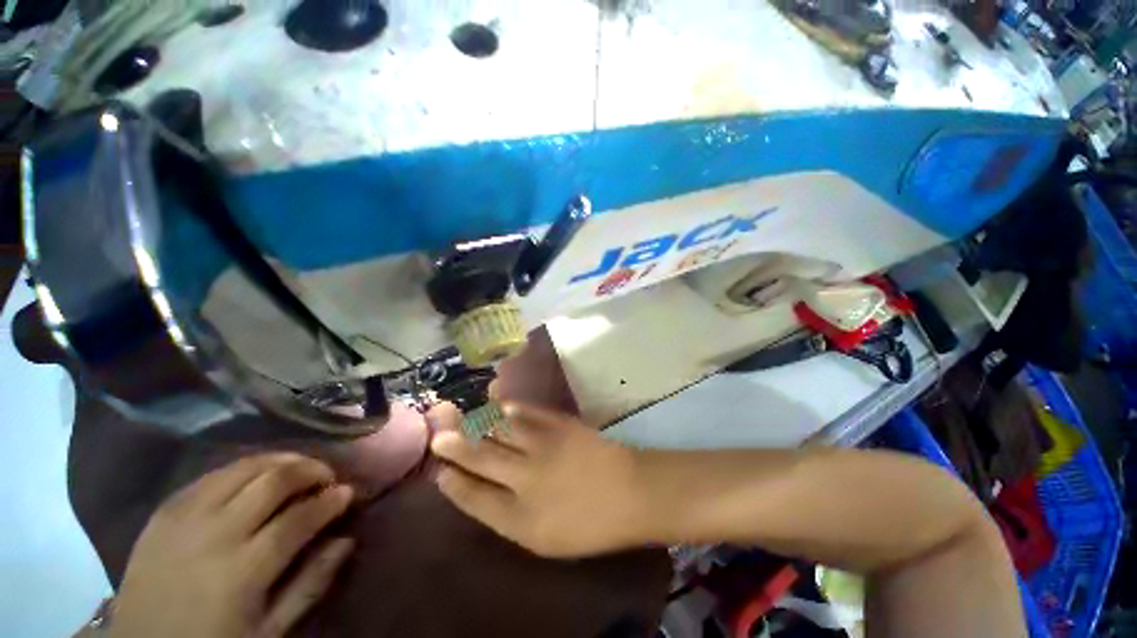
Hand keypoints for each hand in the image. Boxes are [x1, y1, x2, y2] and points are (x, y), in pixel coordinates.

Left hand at [108, 453, 355, 637]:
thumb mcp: (269, 631)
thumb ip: (310, 584)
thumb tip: (346, 540)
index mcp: (243, 570)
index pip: (300, 518)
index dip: (331, 500)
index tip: (348, 492)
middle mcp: (216, 533)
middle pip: (274, 481)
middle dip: (311, 469)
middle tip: (326, 475)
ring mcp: (186, 517)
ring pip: (244, 467)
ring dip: (280, 460)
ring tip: (298, 467)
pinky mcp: (166, 510)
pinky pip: (212, 474)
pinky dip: (243, 467)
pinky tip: (255, 474)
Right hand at [429, 402, 647, 557]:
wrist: (630, 492)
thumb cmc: (588, 525)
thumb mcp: (543, 538)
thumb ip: (508, 515)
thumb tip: (480, 491)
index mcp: (520, 518)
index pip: (474, 497)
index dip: (453, 482)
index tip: (438, 471)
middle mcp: (526, 478)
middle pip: (480, 458)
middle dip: (455, 446)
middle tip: (438, 436)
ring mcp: (543, 446)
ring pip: (500, 430)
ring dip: (480, 424)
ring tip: (463, 418)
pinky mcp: (559, 424)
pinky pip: (526, 412)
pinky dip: (508, 409)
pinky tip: (499, 406)